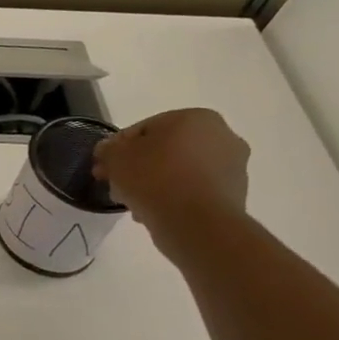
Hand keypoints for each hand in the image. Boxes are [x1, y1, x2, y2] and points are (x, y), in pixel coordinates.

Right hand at [92, 109, 250, 254]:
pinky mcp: (233, 195)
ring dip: (155, 184)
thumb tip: (108, 150)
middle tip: (117, 186)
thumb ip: (109, 149)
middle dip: (138, 167)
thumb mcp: (116, 157)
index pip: (146, 128)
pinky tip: (154, 213)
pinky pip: (193, 192)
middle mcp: (222, 136)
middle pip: (165, 150)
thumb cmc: (155, 178)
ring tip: (133, 203)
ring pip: (179, 172)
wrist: (196, 223)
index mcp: (196, 117)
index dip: (119, 148)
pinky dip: (174, 198)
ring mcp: (232, 167)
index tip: (105, 167)